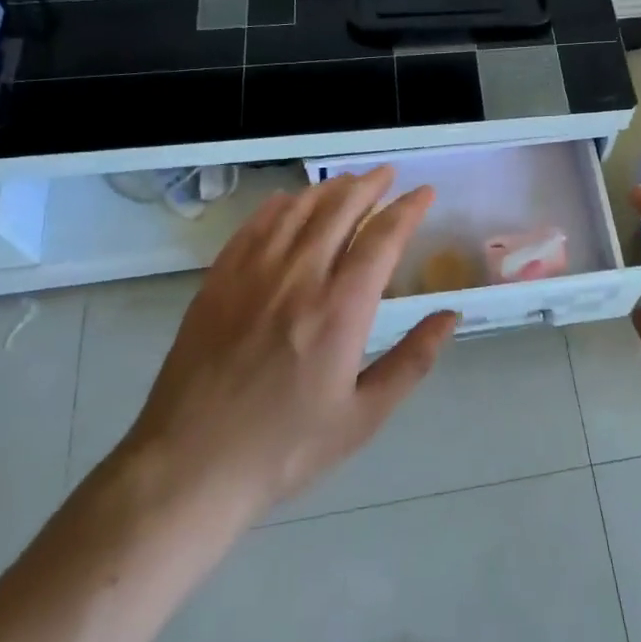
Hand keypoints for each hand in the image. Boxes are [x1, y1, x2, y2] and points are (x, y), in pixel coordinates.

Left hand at [117, 167, 457, 529]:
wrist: (190, 467)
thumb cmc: (286, 448)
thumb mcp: (363, 417)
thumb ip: (412, 360)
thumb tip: (450, 315)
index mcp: (340, 310)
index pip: (382, 238)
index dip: (408, 209)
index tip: (425, 192)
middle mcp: (298, 278)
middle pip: (339, 209)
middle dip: (370, 185)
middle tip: (389, 174)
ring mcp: (252, 276)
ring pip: (296, 210)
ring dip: (328, 188)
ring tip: (348, 181)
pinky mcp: (218, 283)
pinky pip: (253, 227)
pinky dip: (278, 206)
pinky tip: (289, 201)